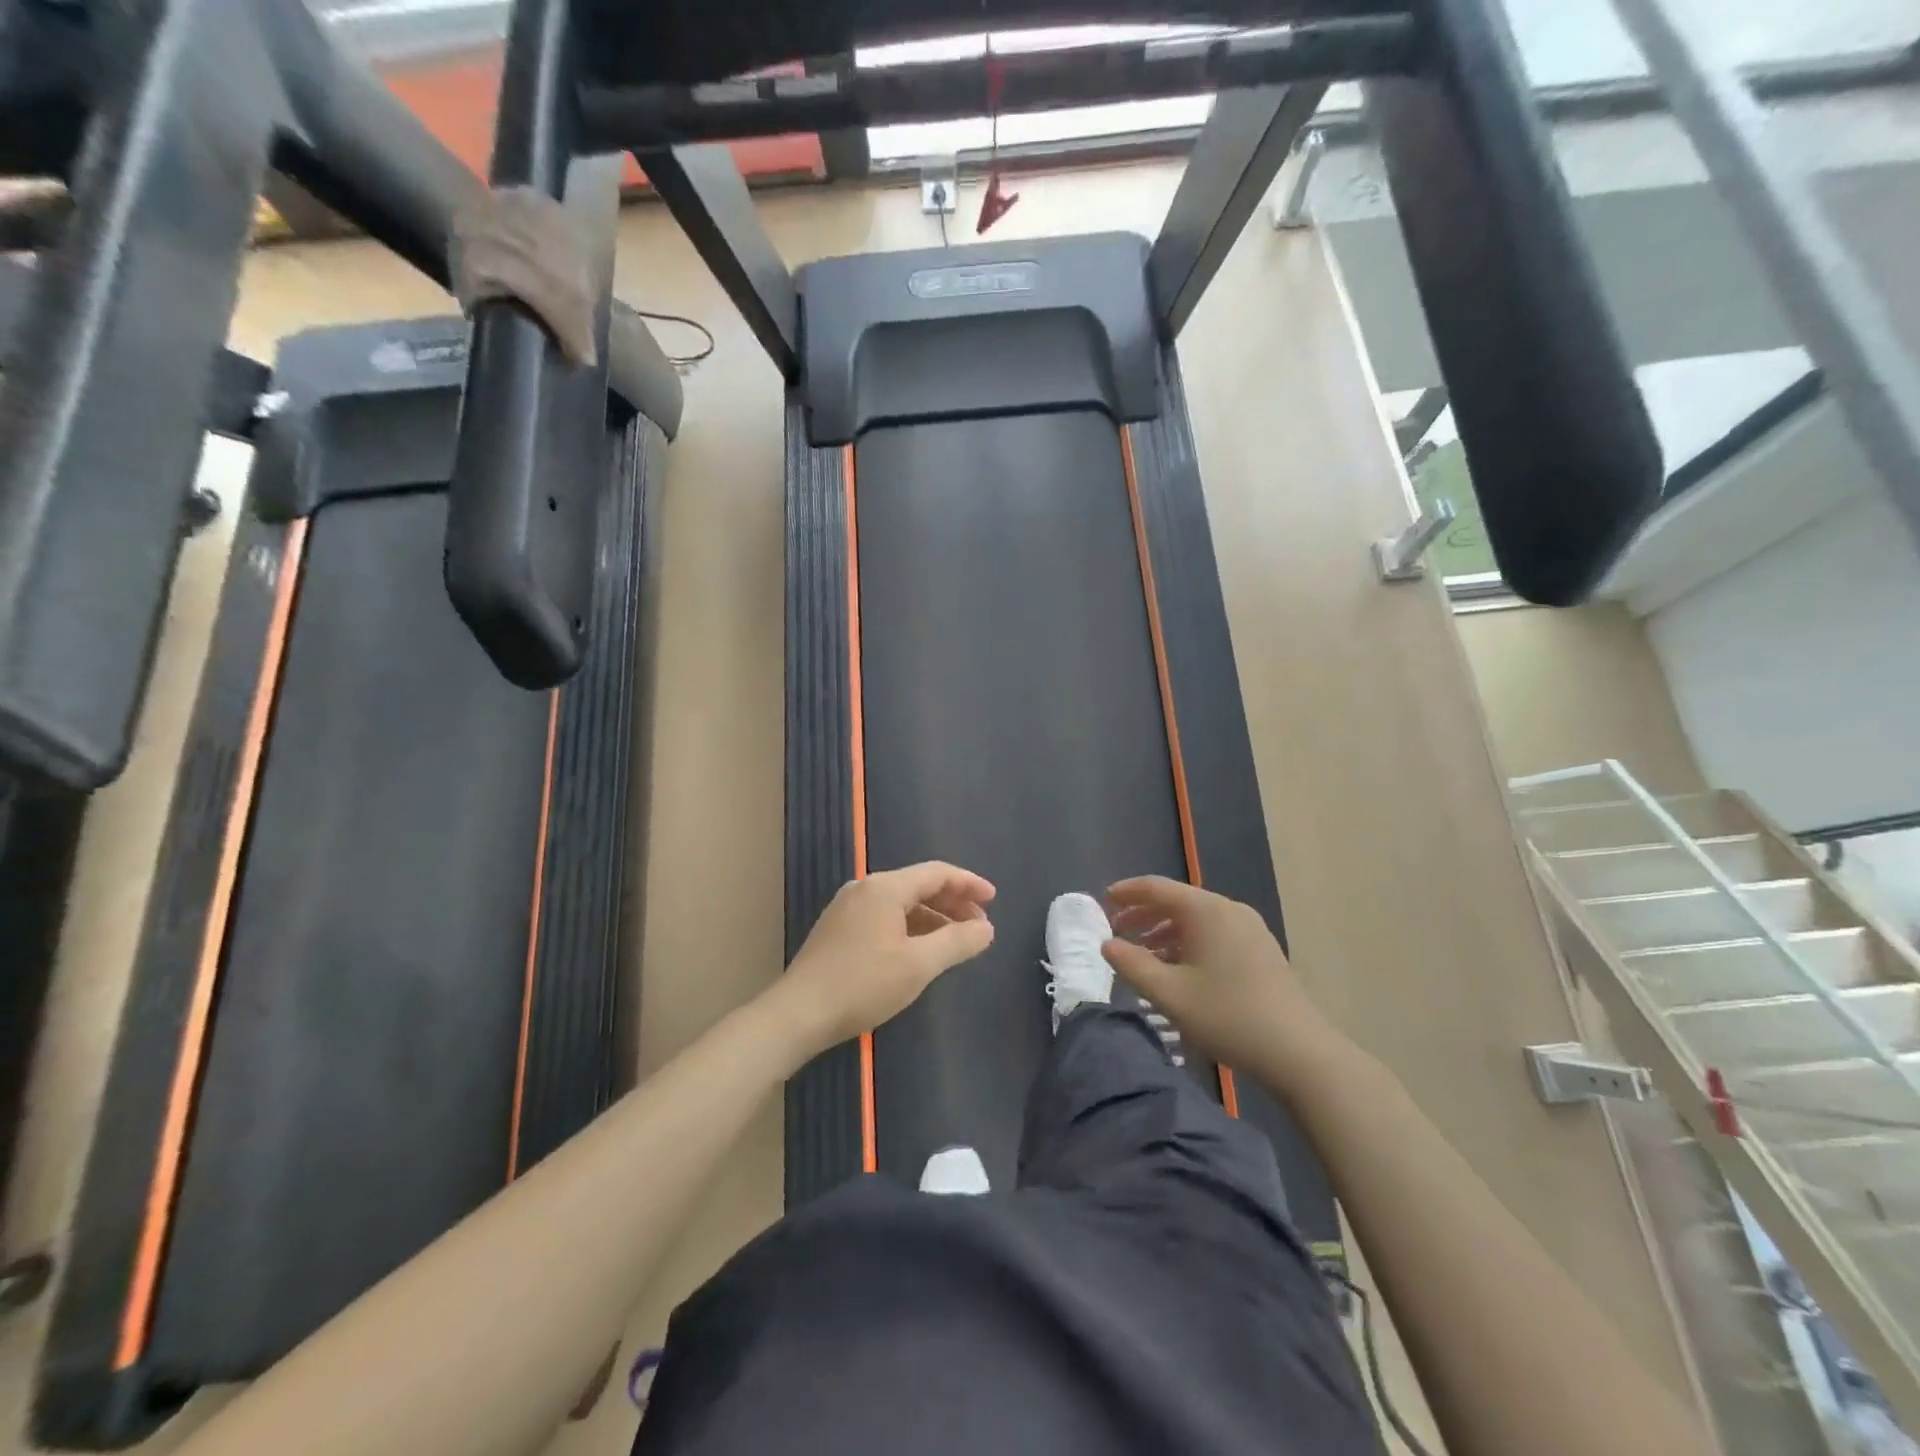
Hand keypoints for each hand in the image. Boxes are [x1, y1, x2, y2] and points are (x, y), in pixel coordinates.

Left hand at [774, 862, 995, 1056]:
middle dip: (952, 903)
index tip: (993, 900)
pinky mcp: (838, 929)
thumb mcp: (918, 965)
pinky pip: (884, 917)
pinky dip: (910, 927)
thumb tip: (986, 928)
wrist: (798, 1013)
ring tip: (955, 941)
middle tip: (979, 926)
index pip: (936, 873)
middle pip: (918, 885)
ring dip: (932, 917)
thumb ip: (957, 942)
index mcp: (885, 887)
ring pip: (901, 903)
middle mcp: (865, 888)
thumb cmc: (862, 984)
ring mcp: (847, 908)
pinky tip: (920, 950)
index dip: (968, 884)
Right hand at [1102, 877, 1344, 1100]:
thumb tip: (1107, 944)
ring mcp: (1249, 928)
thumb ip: (1132, 965)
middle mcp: (1228, 909)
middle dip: (1144, 914)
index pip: (1157, 888)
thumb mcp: (1169, 994)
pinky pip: (1214, 932)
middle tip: (1117, 931)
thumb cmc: (1227, 1016)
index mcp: (1205, 910)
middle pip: (1177, 901)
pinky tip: (1178, 968)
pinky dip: (1189, 941)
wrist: (1298, 1051)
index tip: (1103, 901)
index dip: (1127, 892)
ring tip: (1143, 955)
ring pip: (1196, 919)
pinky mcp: (1261, 948)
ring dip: (1165, 931)